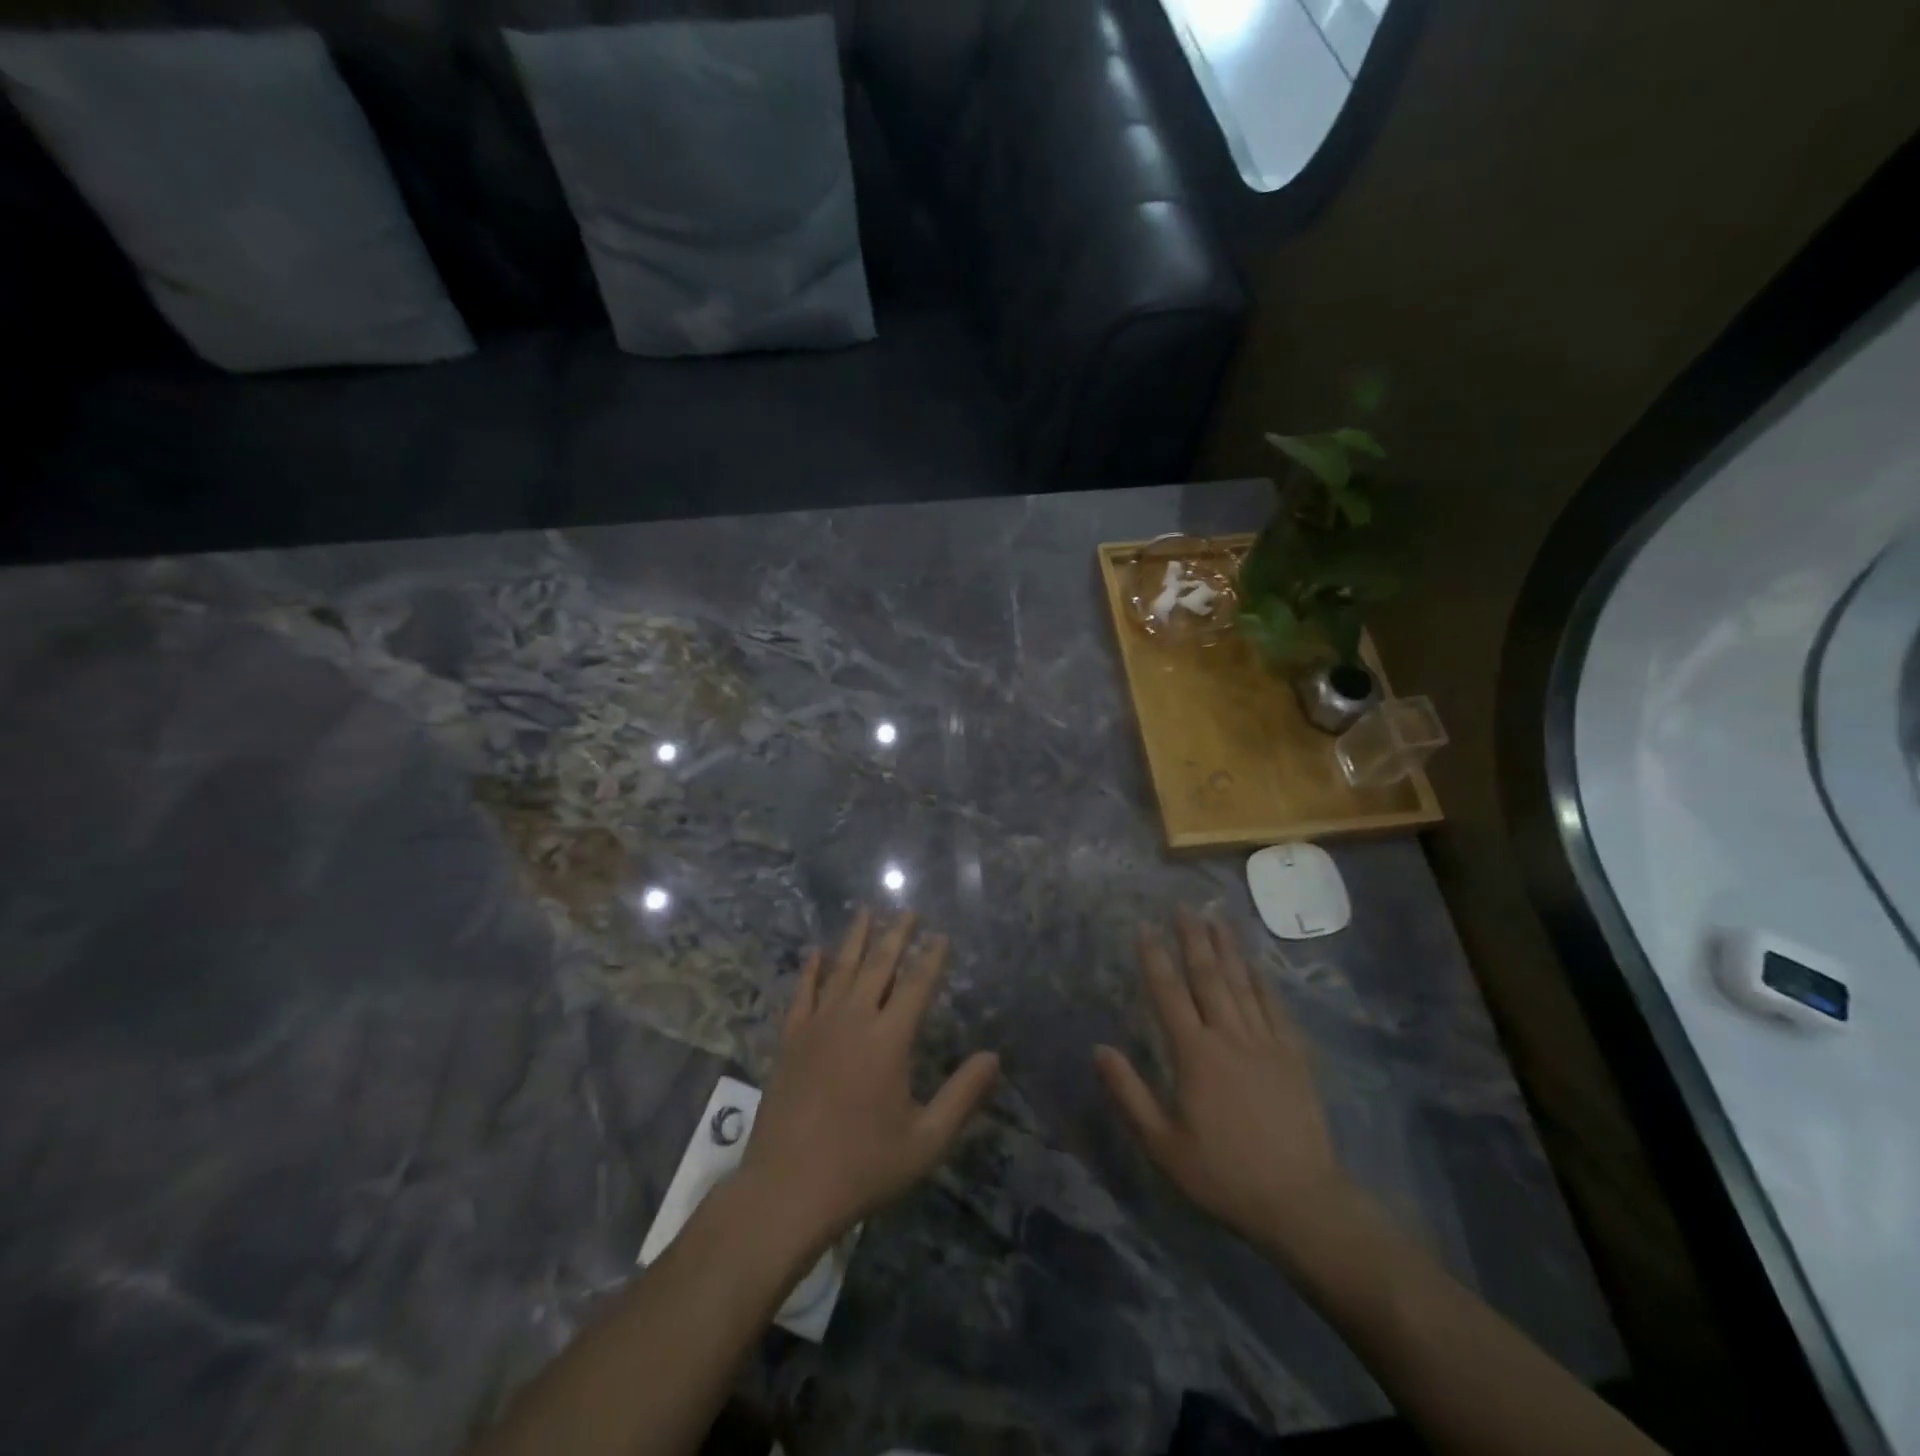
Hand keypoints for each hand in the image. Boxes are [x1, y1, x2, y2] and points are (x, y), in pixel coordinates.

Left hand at [740, 908, 999, 1253]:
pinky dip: (811, 970)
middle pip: (879, 965)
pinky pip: (802, 993)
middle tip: (908, 910)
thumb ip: (962, 1096)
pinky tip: (816, 952)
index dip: (932, 958)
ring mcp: (817, 1026)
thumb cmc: (862, 1167)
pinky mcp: (790, 1040)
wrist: (786, 1189)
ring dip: (856, 938)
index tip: (942, 935)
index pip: (917, 984)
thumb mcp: (925, 1141)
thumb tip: (994, 1057)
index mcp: (889, 1039)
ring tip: (866, 911)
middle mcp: (854, 1019)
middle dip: (896, 935)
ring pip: (841, 969)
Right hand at [1095, 908, 1356, 1265]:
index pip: (1169, 994)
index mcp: (1195, 1054)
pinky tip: (1256, 963)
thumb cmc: (1223, 1173)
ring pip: (1242, 984)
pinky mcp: (1293, 1056)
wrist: (1300, 1200)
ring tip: (1216, 918)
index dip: (1154, 957)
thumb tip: (1099, 1048)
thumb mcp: (1164, 1144)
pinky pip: (1274, 1007)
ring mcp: (1266, 1043)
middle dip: (1193, 939)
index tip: (1144, 926)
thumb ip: (1129, 1093)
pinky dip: (1263, 980)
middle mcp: (1229, 1036)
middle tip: (1184, 906)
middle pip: (1208, 977)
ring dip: (1227, 948)